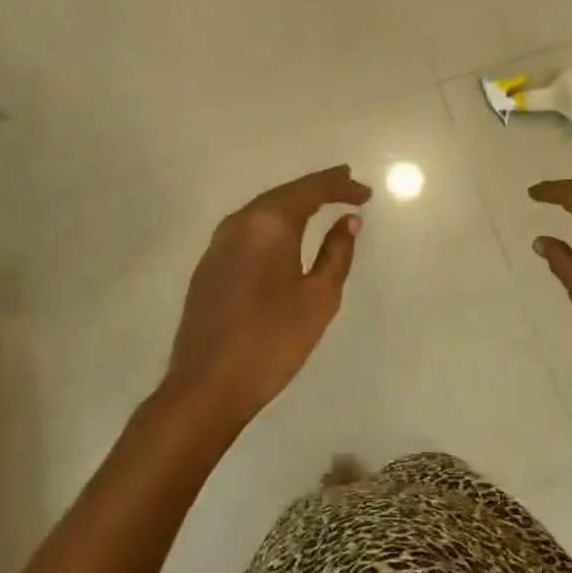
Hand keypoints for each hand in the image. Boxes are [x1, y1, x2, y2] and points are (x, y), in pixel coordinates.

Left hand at [163, 165, 372, 426]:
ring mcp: (219, 243)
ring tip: (321, 203)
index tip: (366, 193)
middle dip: (317, 188)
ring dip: (294, 204)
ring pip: (263, 210)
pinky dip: (273, 223)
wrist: (205, 388)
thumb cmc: (272, 341)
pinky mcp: (208, 264)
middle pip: (285, 193)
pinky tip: (285, 234)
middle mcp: (240, 222)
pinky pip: (248, 229)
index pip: (311, 190)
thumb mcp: (319, 298)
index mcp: (269, 224)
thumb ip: (337, 252)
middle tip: (346, 185)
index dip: (341, 186)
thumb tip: (348, 220)